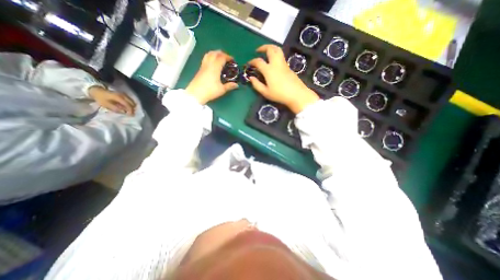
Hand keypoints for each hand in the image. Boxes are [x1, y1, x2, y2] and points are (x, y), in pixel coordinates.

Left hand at [88, 87, 134, 114]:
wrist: (97, 90)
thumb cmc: (101, 98)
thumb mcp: (105, 104)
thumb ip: (115, 108)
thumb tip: (123, 112)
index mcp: (119, 98)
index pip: (128, 105)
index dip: (130, 110)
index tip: (131, 115)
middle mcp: (124, 96)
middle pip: (132, 103)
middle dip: (133, 109)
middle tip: (131, 114)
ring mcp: (124, 95)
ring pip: (132, 102)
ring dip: (132, 107)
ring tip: (129, 111)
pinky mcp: (124, 95)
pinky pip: (130, 101)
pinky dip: (130, 104)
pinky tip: (127, 107)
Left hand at [187, 49, 238, 103]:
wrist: (196, 94)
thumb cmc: (210, 91)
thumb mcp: (222, 89)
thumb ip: (229, 86)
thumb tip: (236, 85)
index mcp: (215, 67)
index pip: (222, 57)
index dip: (228, 57)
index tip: (233, 60)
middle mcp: (209, 64)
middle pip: (215, 53)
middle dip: (222, 53)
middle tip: (227, 58)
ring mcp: (203, 66)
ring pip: (209, 54)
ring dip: (215, 53)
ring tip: (220, 58)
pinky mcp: (200, 69)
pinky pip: (206, 58)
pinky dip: (211, 57)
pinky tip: (213, 63)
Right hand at [247, 44, 319, 112]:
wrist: (296, 94)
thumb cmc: (279, 94)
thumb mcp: (266, 92)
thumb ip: (257, 85)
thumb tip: (251, 78)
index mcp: (268, 70)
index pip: (258, 61)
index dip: (252, 61)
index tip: (249, 64)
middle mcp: (276, 63)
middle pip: (270, 49)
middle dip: (263, 47)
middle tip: (258, 51)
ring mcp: (283, 64)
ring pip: (278, 50)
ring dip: (271, 48)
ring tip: (266, 52)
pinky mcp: (288, 67)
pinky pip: (281, 56)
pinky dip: (276, 54)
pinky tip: (273, 61)